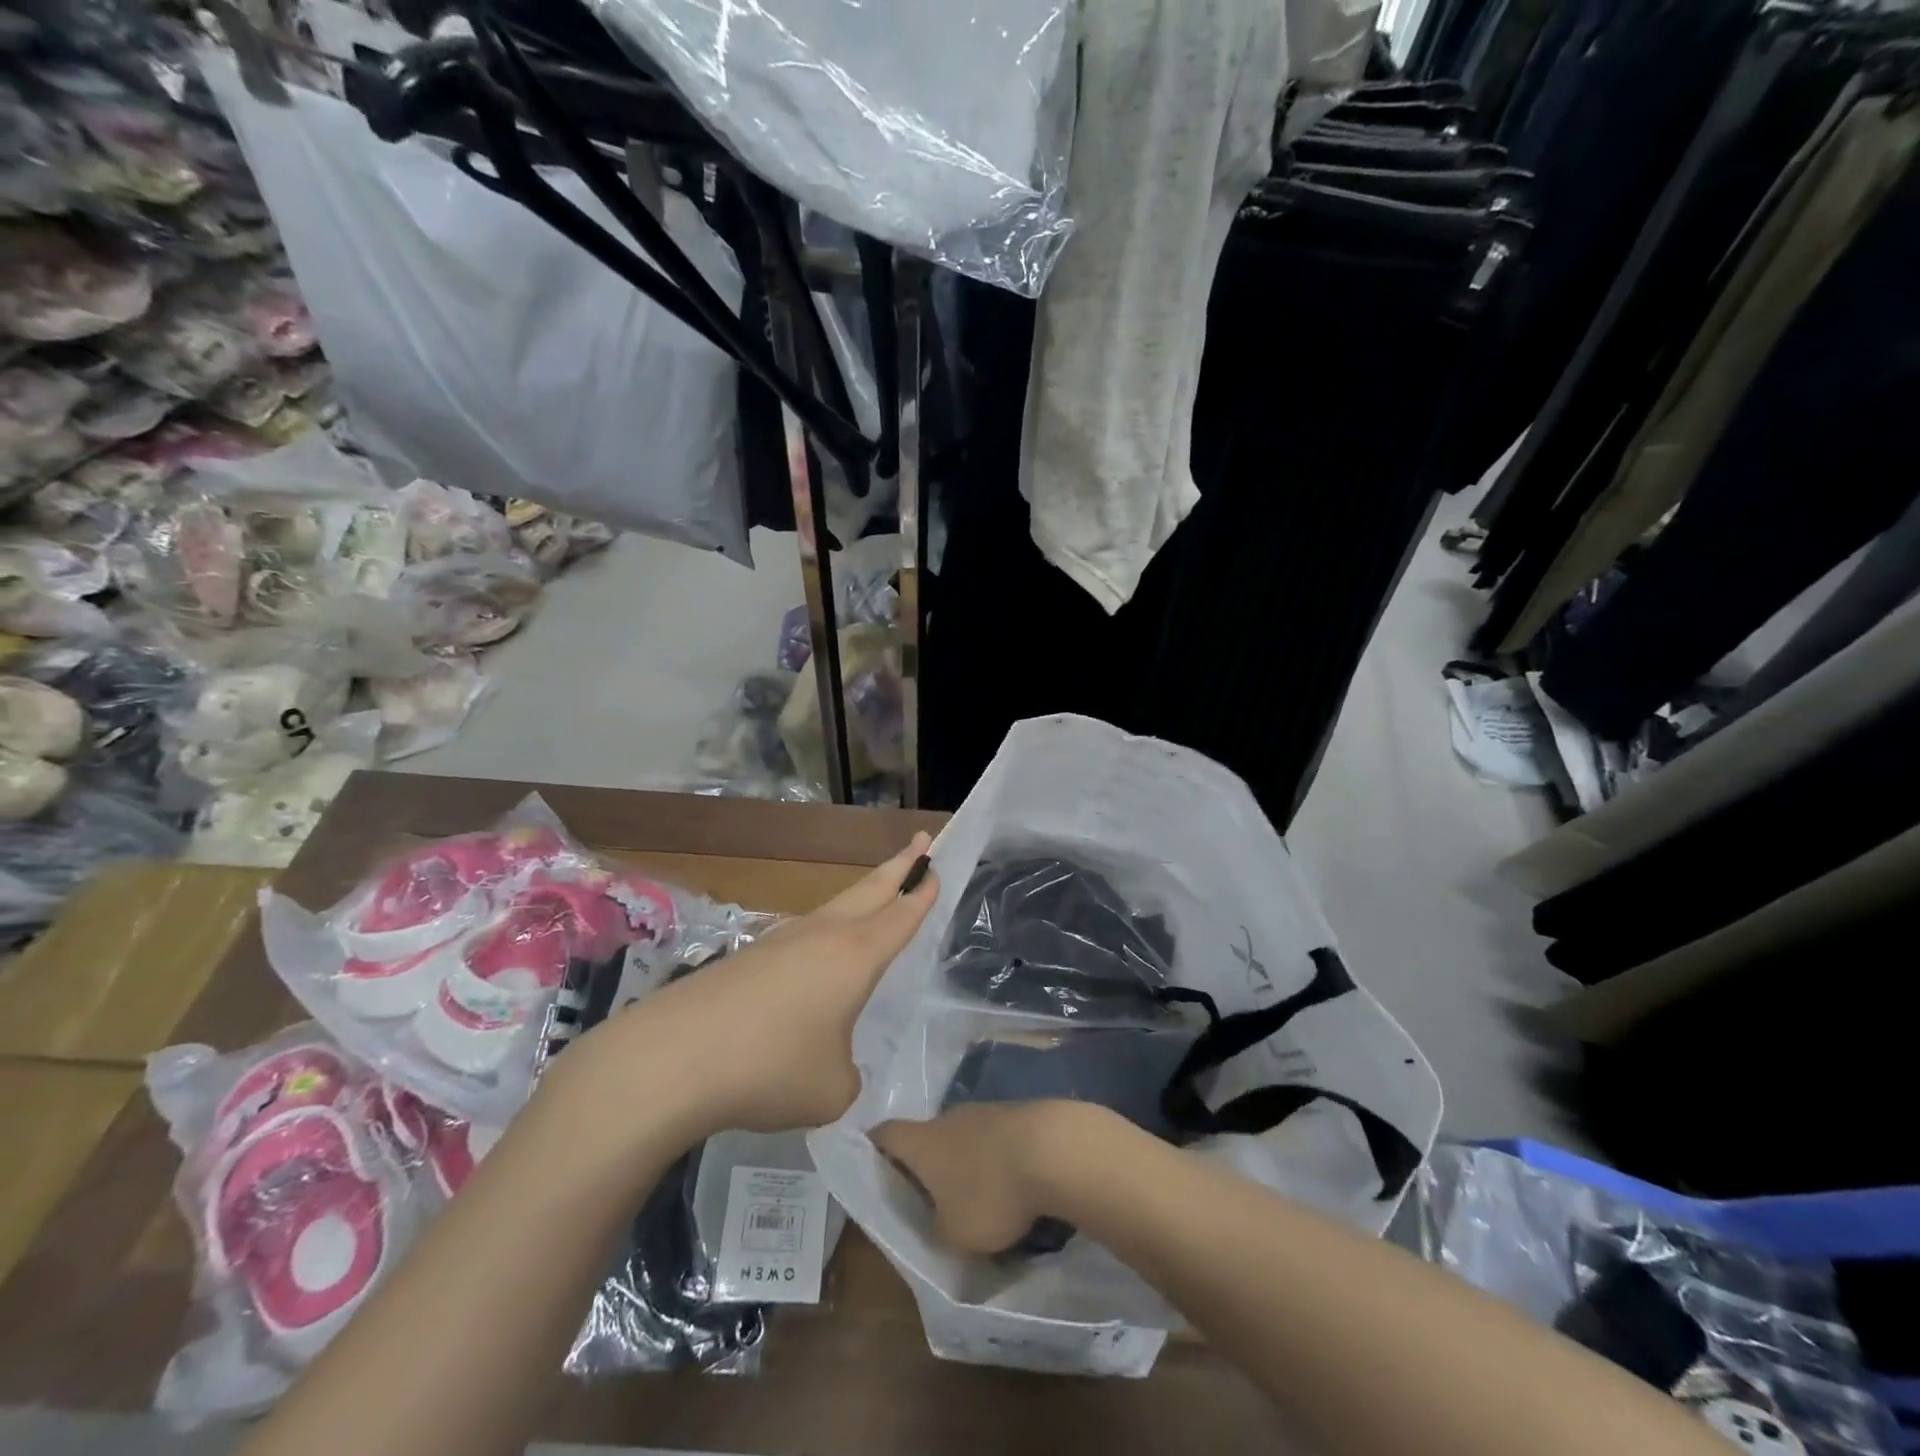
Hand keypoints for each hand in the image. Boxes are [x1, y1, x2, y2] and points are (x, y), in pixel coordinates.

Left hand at [591, 833, 939, 1136]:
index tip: (936, 865)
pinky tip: (813, 963)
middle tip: (920, 842)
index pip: (900, 915)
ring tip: (873, 899)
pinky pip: (800, 938)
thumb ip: (846, 1076)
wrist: (673, 1057)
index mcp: (855, 956)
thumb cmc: (771, 1067)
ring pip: (832, 910)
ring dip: (859, 899)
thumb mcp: (831, 1089)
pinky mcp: (747, 959)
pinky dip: (821, 937)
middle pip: (869, 890)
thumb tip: (832, 1067)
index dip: (922, 892)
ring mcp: (780, 942)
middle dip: (898, 866)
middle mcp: (822, 936)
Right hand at [872, 1100, 1112, 1254]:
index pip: (885, 1135)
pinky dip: (995, 1158)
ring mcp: (984, 1111)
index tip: (871, 1165)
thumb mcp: (954, 1236)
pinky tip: (1010, 1184)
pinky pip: (994, 1138)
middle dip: (926, 1164)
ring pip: (962, 1136)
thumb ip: (937, 1230)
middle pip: (926, 1136)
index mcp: (922, 1142)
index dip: (874, 1149)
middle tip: (928, 1195)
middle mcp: (948, 1118)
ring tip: (975, 1196)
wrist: (1052, 1149)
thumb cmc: (989, 1193)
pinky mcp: (1016, 1114)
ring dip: (964, 1162)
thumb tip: (940, 1221)